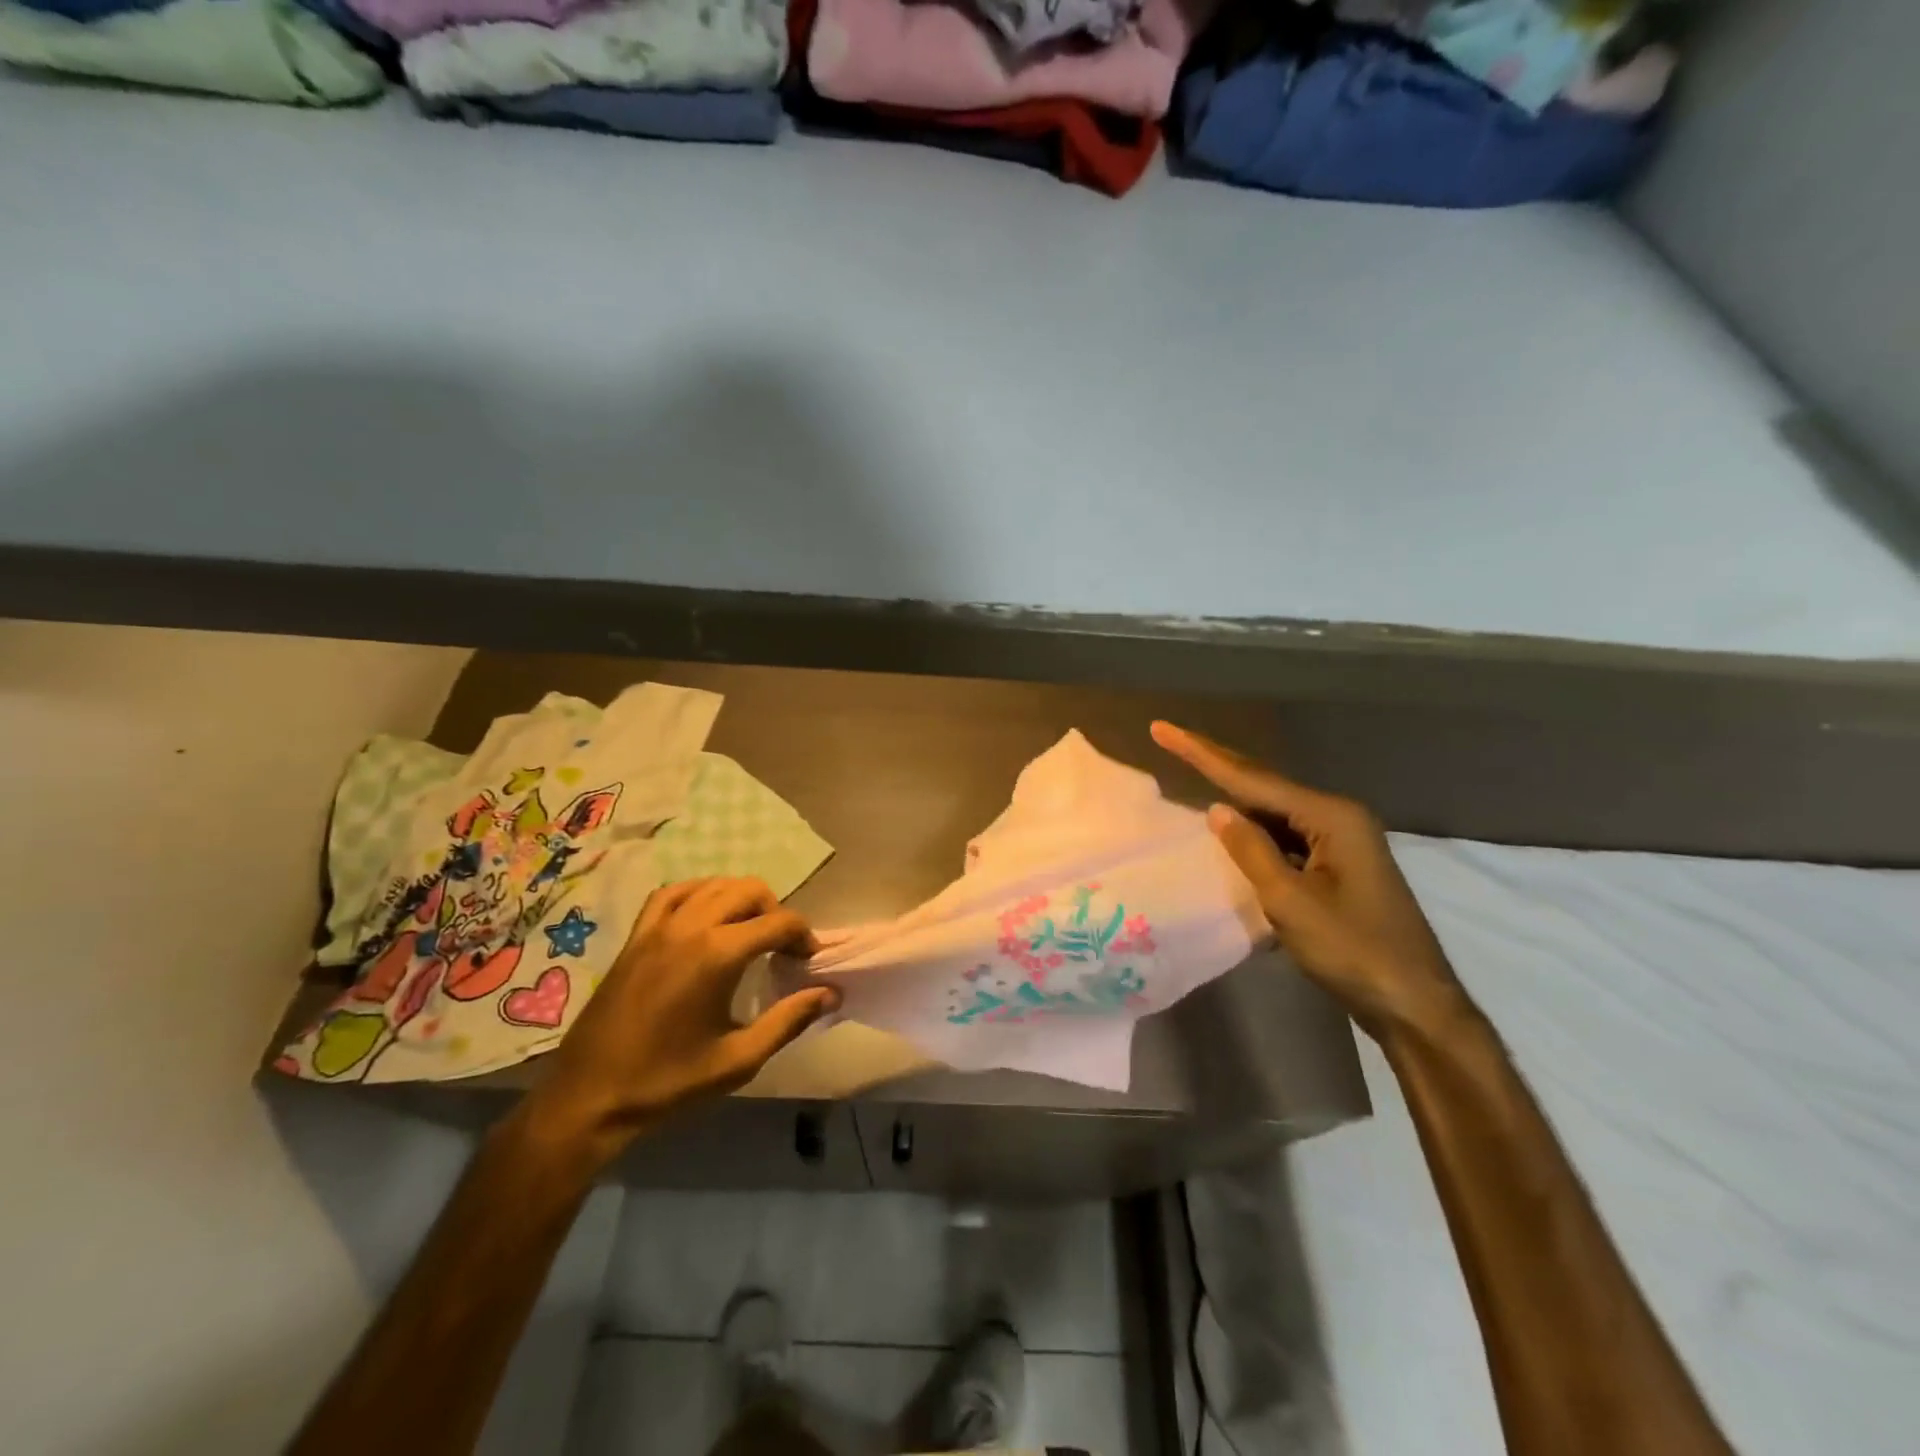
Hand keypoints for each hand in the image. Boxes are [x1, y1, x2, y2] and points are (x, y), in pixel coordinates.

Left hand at [522, 878, 839, 1166]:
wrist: (590, 1097)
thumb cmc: (669, 1081)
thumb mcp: (739, 1059)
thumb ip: (789, 1020)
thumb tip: (831, 993)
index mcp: (718, 954)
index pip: (779, 922)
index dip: (803, 936)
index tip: (809, 961)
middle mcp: (690, 927)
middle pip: (750, 890)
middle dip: (776, 912)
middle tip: (781, 949)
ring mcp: (658, 927)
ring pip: (714, 885)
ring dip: (741, 899)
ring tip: (749, 932)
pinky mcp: (636, 936)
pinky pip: (673, 893)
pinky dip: (699, 893)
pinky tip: (706, 915)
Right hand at [1152, 721, 1467, 1042]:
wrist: (1415, 1004)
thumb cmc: (1354, 951)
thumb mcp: (1291, 901)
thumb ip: (1250, 850)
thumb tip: (1217, 810)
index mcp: (1331, 817)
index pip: (1252, 779)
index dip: (1202, 754)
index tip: (1163, 729)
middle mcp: (1338, 818)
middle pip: (1264, 785)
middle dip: (1216, 763)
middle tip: (1169, 738)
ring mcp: (1341, 842)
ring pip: (1274, 812)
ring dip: (1234, 798)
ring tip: (1191, 773)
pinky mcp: (1338, 866)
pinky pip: (1285, 837)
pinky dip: (1254, 832)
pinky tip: (1231, 830)